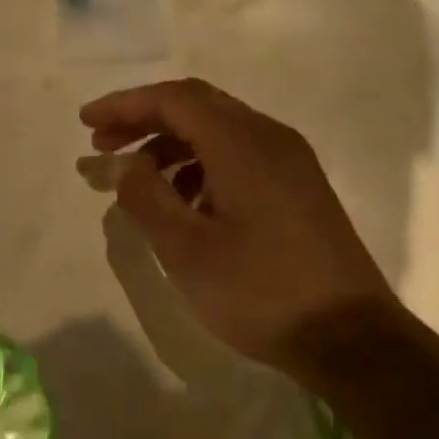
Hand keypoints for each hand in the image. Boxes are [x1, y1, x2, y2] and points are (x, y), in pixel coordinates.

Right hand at [81, 78, 405, 379]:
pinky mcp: (299, 187)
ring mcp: (290, 161)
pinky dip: (200, 164)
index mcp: (241, 142)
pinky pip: (239, 155)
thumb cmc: (259, 290)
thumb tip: (127, 165)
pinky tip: (184, 201)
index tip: (86, 123)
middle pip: (196, 105)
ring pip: (218, 130)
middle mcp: (269, 137)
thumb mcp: (185, 248)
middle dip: (144, 119)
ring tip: (137, 179)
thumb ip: (145, 196)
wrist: (352, 339)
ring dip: (171, 144)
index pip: (173, 99)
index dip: (124, 105)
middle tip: (103, 143)